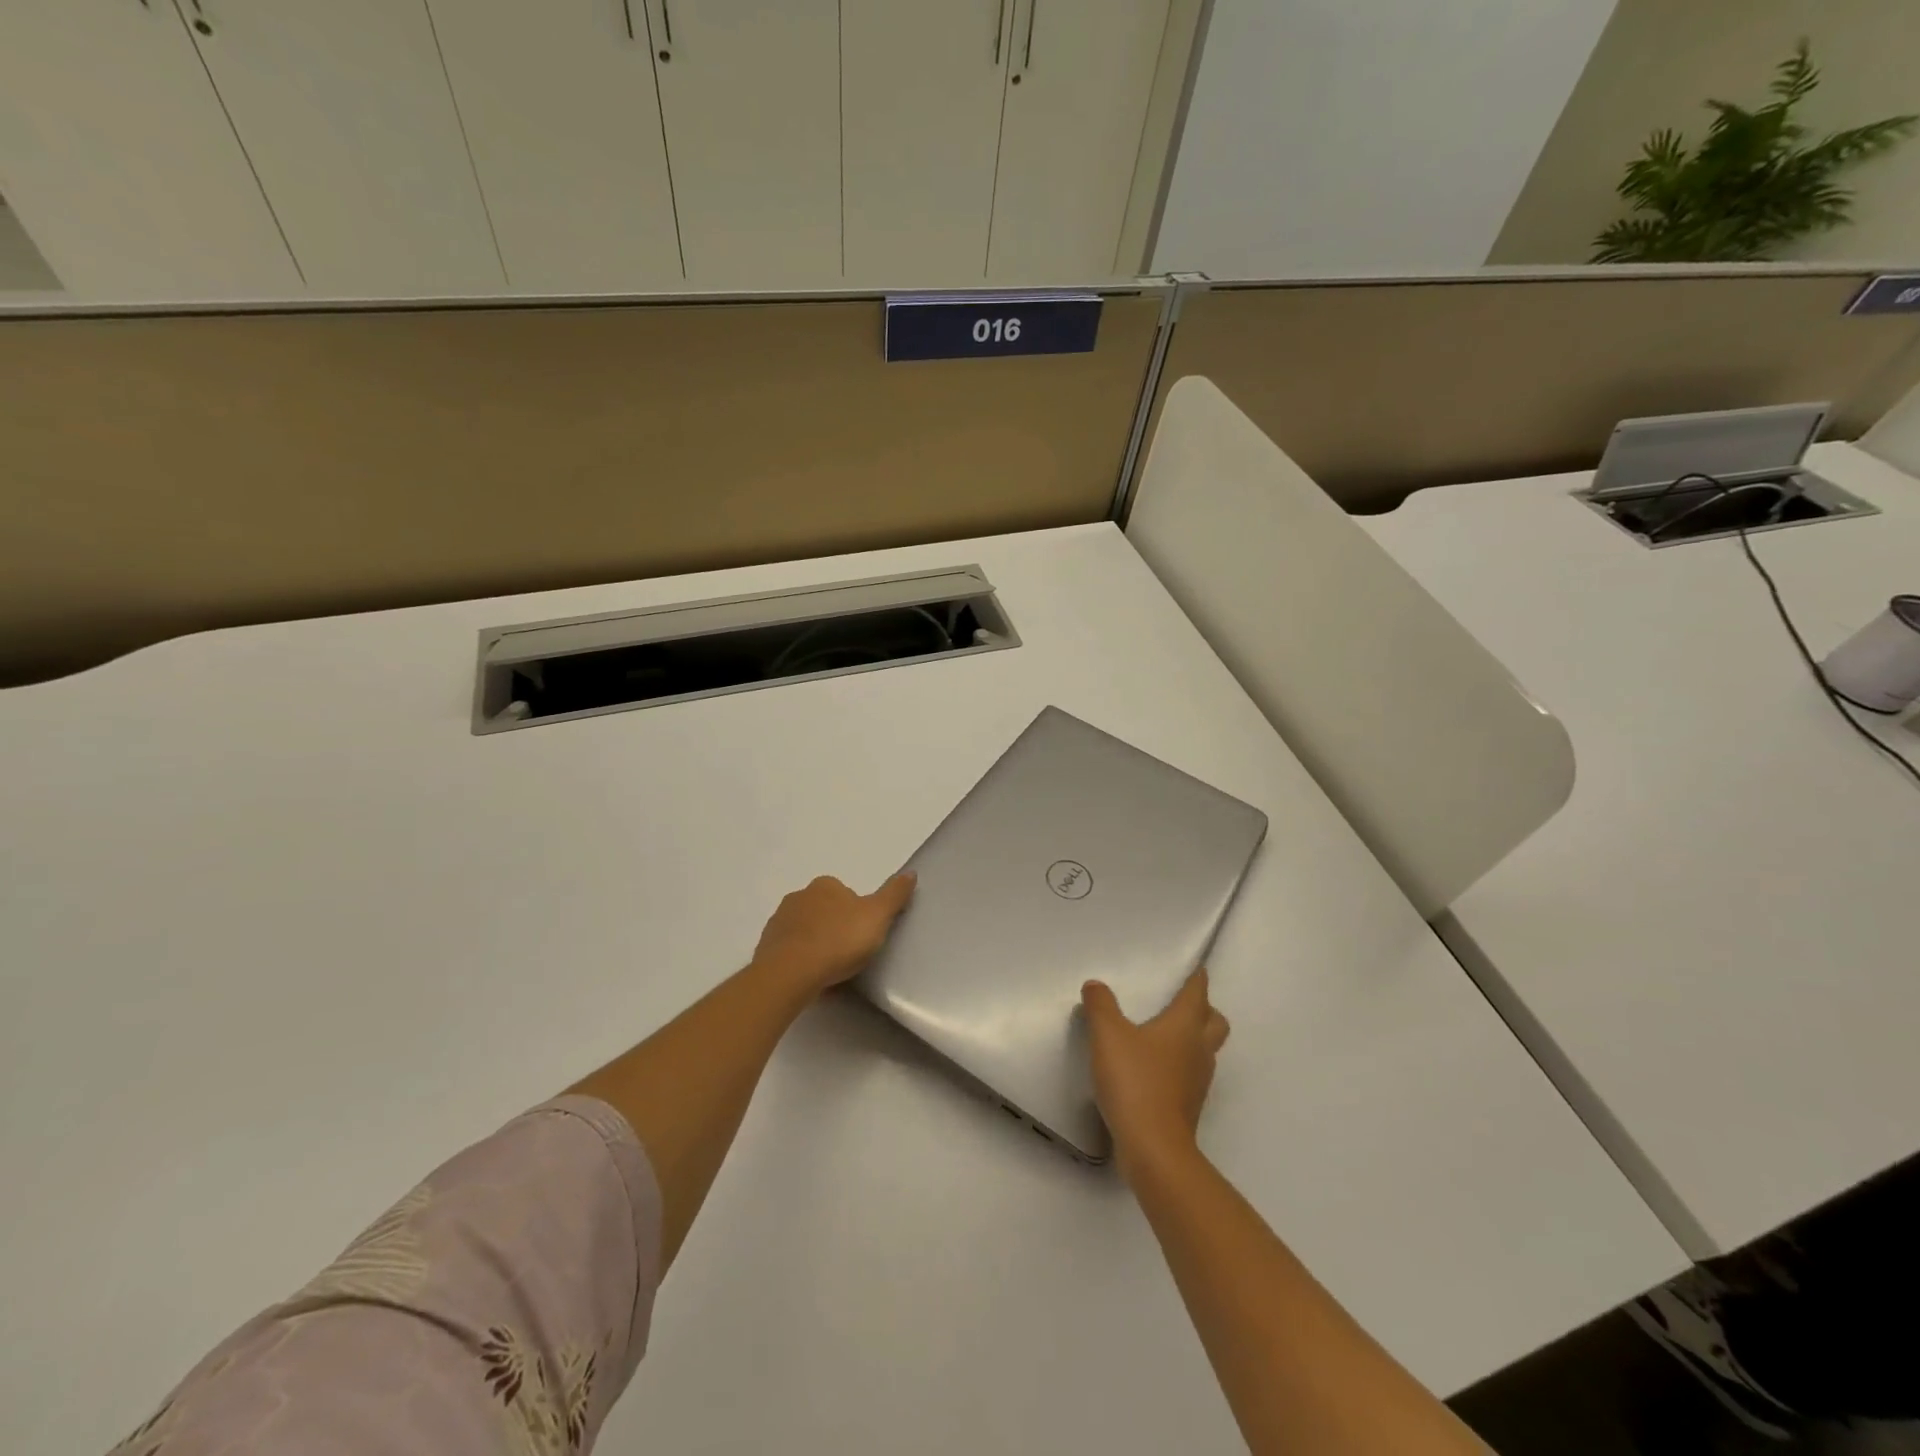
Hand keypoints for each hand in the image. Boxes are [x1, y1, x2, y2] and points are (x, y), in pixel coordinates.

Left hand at [749, 873, 915, 1000]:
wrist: (791, 973)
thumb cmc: (839, 941)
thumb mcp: (877, 917)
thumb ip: (894, 894)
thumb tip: (911, 872)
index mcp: (825, 886)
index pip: (845, 894)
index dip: (857, 914)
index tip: (863, 936)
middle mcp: (798, 896)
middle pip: (823, 911)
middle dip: (834, 928)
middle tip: (848, 954)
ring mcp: (779, 921)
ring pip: (804, 930)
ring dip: (815, 944)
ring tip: (829, 970)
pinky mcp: (765, 947)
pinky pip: (789, 951)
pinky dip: (799, 960)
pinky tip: (810, 978)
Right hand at [1081, 969, 1229, 1179]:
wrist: (1153, 1148)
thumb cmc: (1135, 1082)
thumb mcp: (1107, 1035)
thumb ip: (1100, 1006)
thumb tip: (1095, 986)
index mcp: (1184, 1026)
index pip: (1198, 994)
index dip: (1198, 980)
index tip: (1199, 969)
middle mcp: (1198, 1050)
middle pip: (1215, 1023)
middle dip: (1205, 1010)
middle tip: (1185, 1003)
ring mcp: (1197, 1081)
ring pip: (1205, 1050)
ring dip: (1194, 1038)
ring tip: (1167, 1034)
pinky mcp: (1188, 1105)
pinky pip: (1191, 1074)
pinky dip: (1180, 1064)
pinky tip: (1155, 1068)